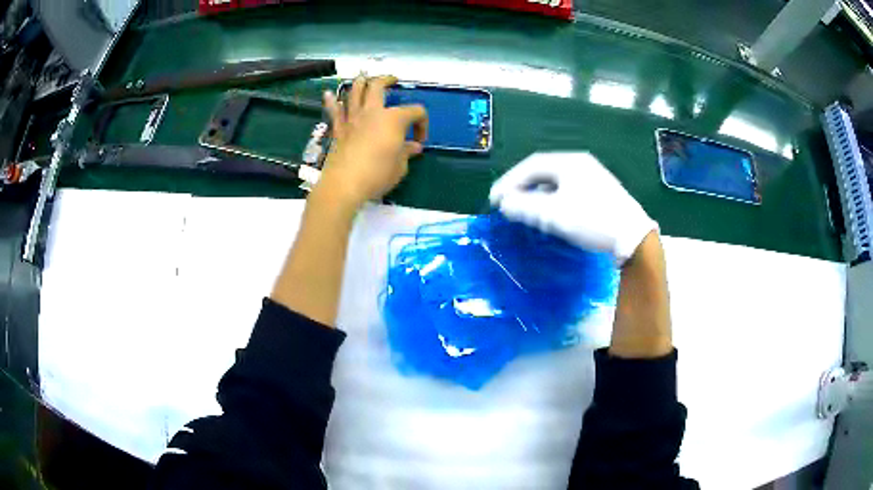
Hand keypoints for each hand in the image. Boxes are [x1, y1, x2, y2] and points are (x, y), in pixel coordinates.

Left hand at [317, 75, 428, 206]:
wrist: (345, 185)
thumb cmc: (377, 175)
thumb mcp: (400, 167)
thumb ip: (406, 153)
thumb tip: (413, 147)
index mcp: (394, 119)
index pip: (415, 111)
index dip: (422, 124)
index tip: (419, 141)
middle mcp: (372, 112)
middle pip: (378, 86)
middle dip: (387, 80)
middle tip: (393, 81)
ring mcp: (353, 118)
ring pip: (354, 91)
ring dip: (360, 82)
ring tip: (365, 79)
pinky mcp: (338, 129)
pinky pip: (334, 110)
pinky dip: (331, 101)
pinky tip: (328, 94)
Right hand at [489, 152, 656, 262]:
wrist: (633, 236)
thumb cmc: (592, 220)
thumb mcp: (554, 215)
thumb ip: (525, 207)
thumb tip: (504, 204)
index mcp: (569, 162)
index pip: (530, 166)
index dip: (509, 182)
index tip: (495, 199)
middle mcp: (580, 164)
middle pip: (543, 171)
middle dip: (522, 187)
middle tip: (507, 204)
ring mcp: (592, 176)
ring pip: (556, 182)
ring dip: (537, 194)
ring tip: (525, 209)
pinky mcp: (600, 191)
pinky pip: (568, 189)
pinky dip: (552, 199)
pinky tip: (550, 212)